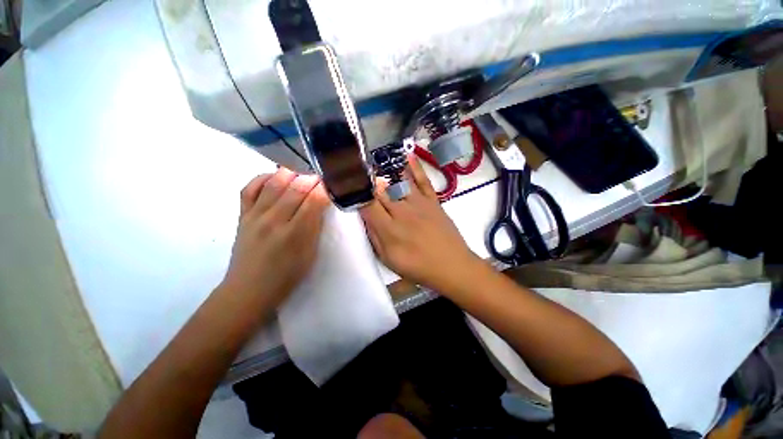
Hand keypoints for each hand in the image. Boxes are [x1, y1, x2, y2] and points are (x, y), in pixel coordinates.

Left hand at [221, 168, 330, 308]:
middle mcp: (274, 221)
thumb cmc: (286, 275)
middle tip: (320, 175)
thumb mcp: (310, 254)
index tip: (332, 182)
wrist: (249, 289)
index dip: (325, 189)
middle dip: (311, 178)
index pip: (314, 201)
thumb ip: (315, 227)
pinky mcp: (242, 215)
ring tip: (301, 173)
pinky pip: (249, 188)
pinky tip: (275, 177)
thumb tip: (319, 205)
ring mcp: (255, 216)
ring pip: (274, 184)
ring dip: (291, 173)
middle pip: (295, 189)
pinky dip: (263, 178)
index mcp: (295, 234)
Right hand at [360, 155, 482, 292]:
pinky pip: (423, 181)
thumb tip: (366, 217)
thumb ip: (375, 237)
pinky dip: (415, 167)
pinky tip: (408, 155)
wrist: (451, 266)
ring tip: (374, 158)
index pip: (368, 204)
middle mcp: (402, 211)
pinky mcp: (433, 201)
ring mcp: (419, 203)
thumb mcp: (389, 259)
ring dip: (385, 170)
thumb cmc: (418, 267)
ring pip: (399, 182)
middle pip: (381, 191)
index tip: (348, 184)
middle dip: (368, 181)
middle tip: (358, 170)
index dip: (357, 193)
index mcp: (389, 228)